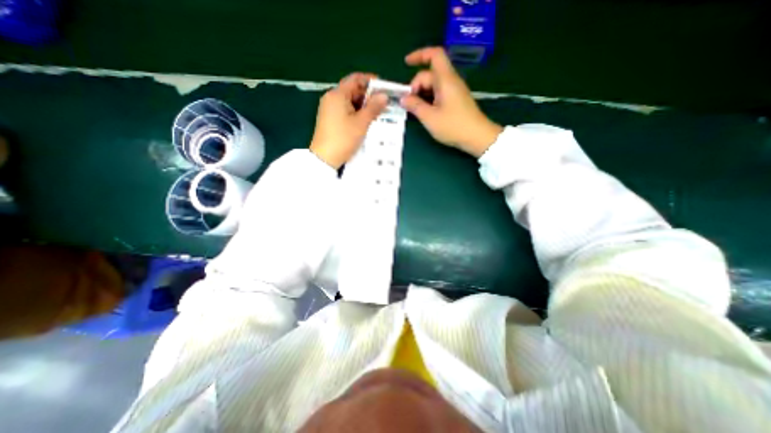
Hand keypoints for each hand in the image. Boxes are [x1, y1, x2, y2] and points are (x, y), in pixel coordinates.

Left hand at [309, 72, 388, 167]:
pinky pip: (345, 111)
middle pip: (352, 90)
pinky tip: (365, 122)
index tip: (383, 88)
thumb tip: (384, 96)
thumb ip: (373, 107)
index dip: (370, 81)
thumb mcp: (361, 123)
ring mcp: (329, 109)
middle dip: (368, 96)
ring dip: (363, 106)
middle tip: (383, 104)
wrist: (325, 158)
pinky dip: (356, 113)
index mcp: (337, 94)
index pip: (355, 79)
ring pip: (350, 102)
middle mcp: (331, 98)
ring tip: (377, 114)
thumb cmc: (343, 138)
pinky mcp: (330, 120)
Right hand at [401, 48, 503, 158]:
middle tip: (408, 104)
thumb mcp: (430, 117)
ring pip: (434, 86)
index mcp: (445, 80)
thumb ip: (415, 106)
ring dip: (422, 94)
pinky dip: (429, 99)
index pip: (434, 55)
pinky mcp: (455, 101)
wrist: (477, 137)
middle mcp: (450, 81)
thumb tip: (403, 99)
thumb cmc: (453, 126)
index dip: (419, 55)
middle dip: (416, 86)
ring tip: (414, 110)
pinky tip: (425, 112)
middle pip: (430, 74)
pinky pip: (439, 94)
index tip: (406, 63)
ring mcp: (454, 91)